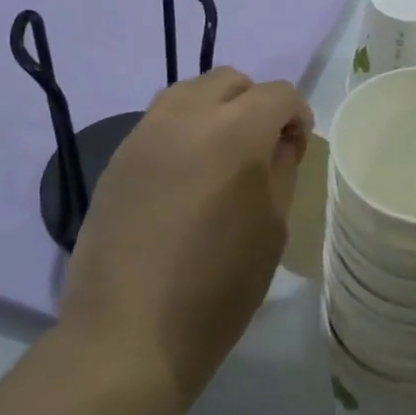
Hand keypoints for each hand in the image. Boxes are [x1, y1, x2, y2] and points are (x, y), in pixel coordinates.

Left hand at [58, 69, 312, 405]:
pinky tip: (183, 178)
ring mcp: (145, 133)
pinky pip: (160, 121)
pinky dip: (183, 130)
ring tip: (219, 158)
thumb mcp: (273, 228)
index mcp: (235, 132)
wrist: (128, 334)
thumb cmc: (218, 287)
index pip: (278, 94)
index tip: (296, 151)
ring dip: (216, 110)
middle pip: (231, 80)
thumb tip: (280, 141)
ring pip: (190, 91)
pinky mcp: (118, 157)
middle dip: (255, 104)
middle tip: (260, 150)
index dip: (296, 117)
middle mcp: (187, 117)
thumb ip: (281, 168)